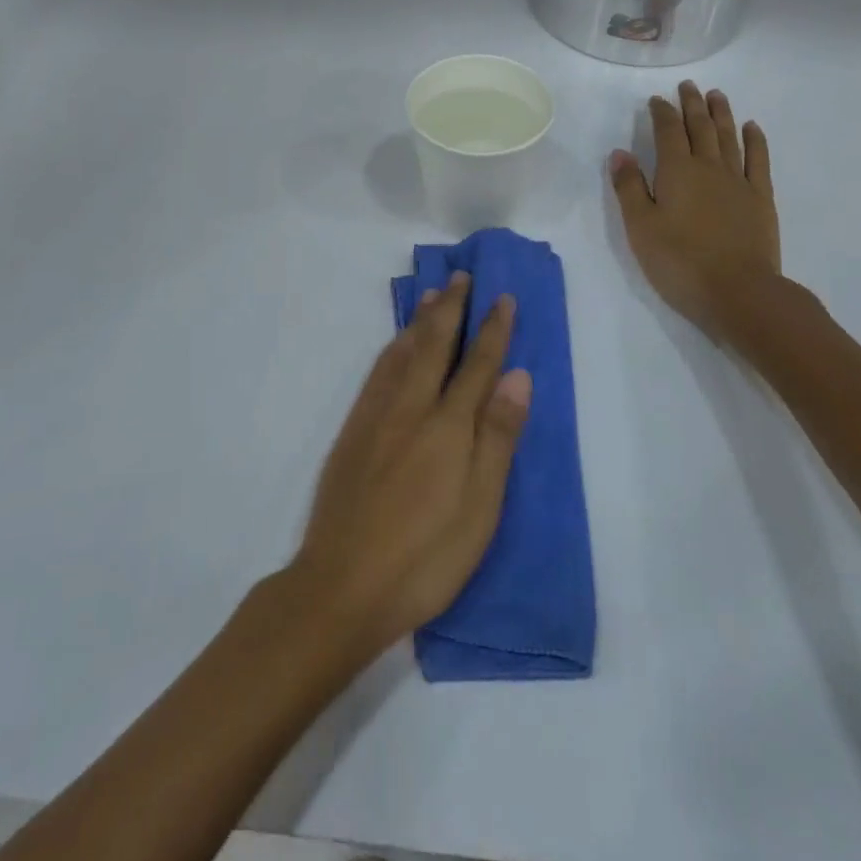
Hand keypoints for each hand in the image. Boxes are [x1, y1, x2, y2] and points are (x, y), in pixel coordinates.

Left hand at [288, 274, 530, 655]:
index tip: (503, 297)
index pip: (477, 364)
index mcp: (448, 426)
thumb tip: (518, 376)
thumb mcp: (479, 507)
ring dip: (421, 320)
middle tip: (463, 276)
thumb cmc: (425, 557)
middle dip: (453, 308)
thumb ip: (497, 437)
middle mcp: (411, 408)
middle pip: (435, 345)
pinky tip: (396, 343)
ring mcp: (377, 416)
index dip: (493, 329)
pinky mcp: (353, 431)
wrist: (342, 584)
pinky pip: (377, 372)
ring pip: (402, 352)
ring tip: (432, 294)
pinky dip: (392, 347)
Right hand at [610, 79, 781, 341]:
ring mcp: (738, 181)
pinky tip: (751, 128)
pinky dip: (754, 140)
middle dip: (691, 104)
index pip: (667, 132)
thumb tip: (620, 153)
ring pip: (729, 137)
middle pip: (700, 127)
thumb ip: (629, 187)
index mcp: (676, 171)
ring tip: (716, 95)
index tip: (657, 100)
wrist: (739, 292)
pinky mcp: (760, 198)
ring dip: (721, 113)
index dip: (662, 113)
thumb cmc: (679, 262)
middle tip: (687, 86)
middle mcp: (708, 167)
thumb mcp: (640, 227)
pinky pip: (758, 159)